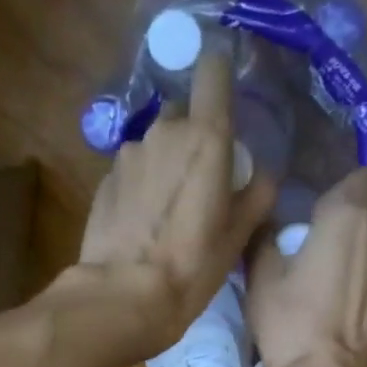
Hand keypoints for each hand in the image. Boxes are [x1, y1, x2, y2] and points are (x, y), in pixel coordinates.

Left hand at [68, 49, 276, 356]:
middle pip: (184, 116)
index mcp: (206, 137)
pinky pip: (133, 170)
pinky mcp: (104, 179)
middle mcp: (164, 132)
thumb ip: (257, 193)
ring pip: (156, 145)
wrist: (124, 295)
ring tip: (169, 210)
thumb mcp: (239, 235)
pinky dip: (142, 185)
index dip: (220, 73)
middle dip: (194, 137)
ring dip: (165, 164)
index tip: (226, 90)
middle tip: (202, 181)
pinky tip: (143, 222)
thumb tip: (261, 173)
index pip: (213, 71)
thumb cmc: (193, 265)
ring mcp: (128, 154)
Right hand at [246, 166, 366, 366]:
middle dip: (352, 230)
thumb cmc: (292, 325)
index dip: (347, 190)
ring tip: (336, 292)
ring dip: (364, 261)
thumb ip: (266, 239)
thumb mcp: (261, 280)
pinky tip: (351, 315)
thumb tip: (268, 223)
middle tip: (321, 258)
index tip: (324, 213)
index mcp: (348, 217)